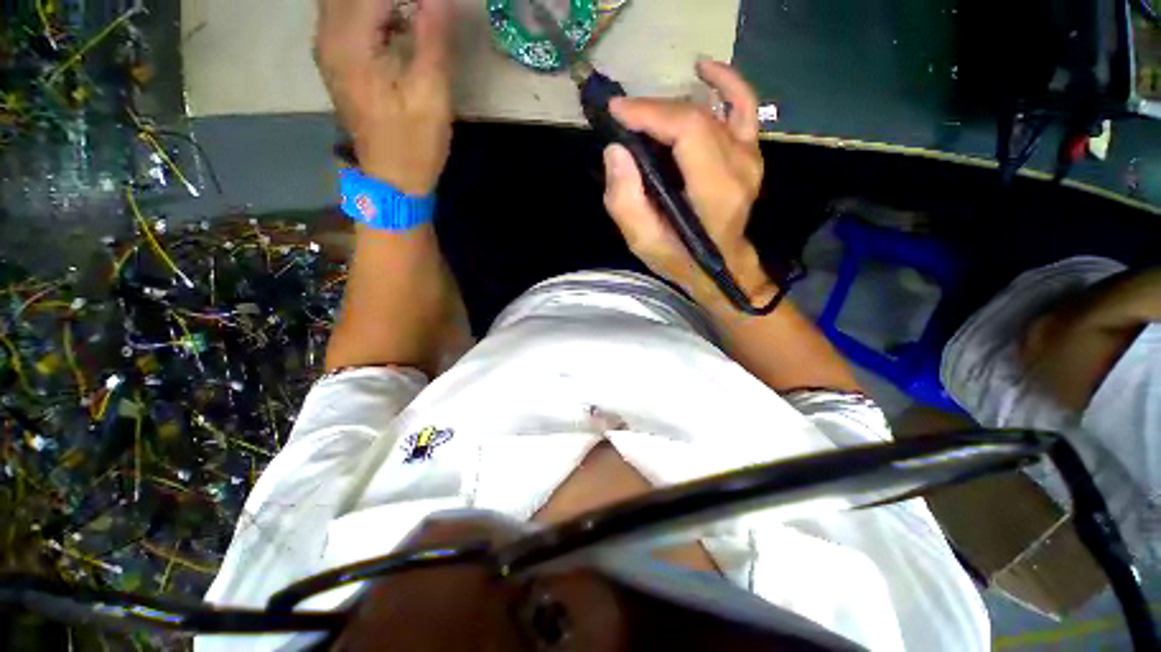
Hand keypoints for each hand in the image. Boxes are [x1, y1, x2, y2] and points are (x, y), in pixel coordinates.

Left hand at [315, 0, 452, 194]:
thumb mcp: (431, 95)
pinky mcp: (335, 60)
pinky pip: (343, 14)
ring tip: (414, 14)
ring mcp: (327, 48)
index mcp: (350, 42)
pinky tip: (396, 20)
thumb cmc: (414, 144)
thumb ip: (432, 38)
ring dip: (379, 4)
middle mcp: (327, 36)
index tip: (435, 4)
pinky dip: (370, 10)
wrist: (392, 181)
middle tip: (423, 10)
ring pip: (342, 0)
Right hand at [602, 60, 774, 307]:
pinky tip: (704, 72)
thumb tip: (616, 151)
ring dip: (673, 105)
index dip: (650, 113)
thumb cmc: (680, 258)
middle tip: (623, 119)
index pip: (687, 130)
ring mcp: (749, 157)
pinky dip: (725, 85)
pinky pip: (744, 107)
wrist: (719, 268)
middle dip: (653, 110)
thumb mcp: (643, 242)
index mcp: (715, 191)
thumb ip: (625, 201)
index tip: (616, 112)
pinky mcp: (751, 154)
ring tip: (644, 114)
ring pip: (711, 110)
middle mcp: (738, 167)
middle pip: (695, 116)